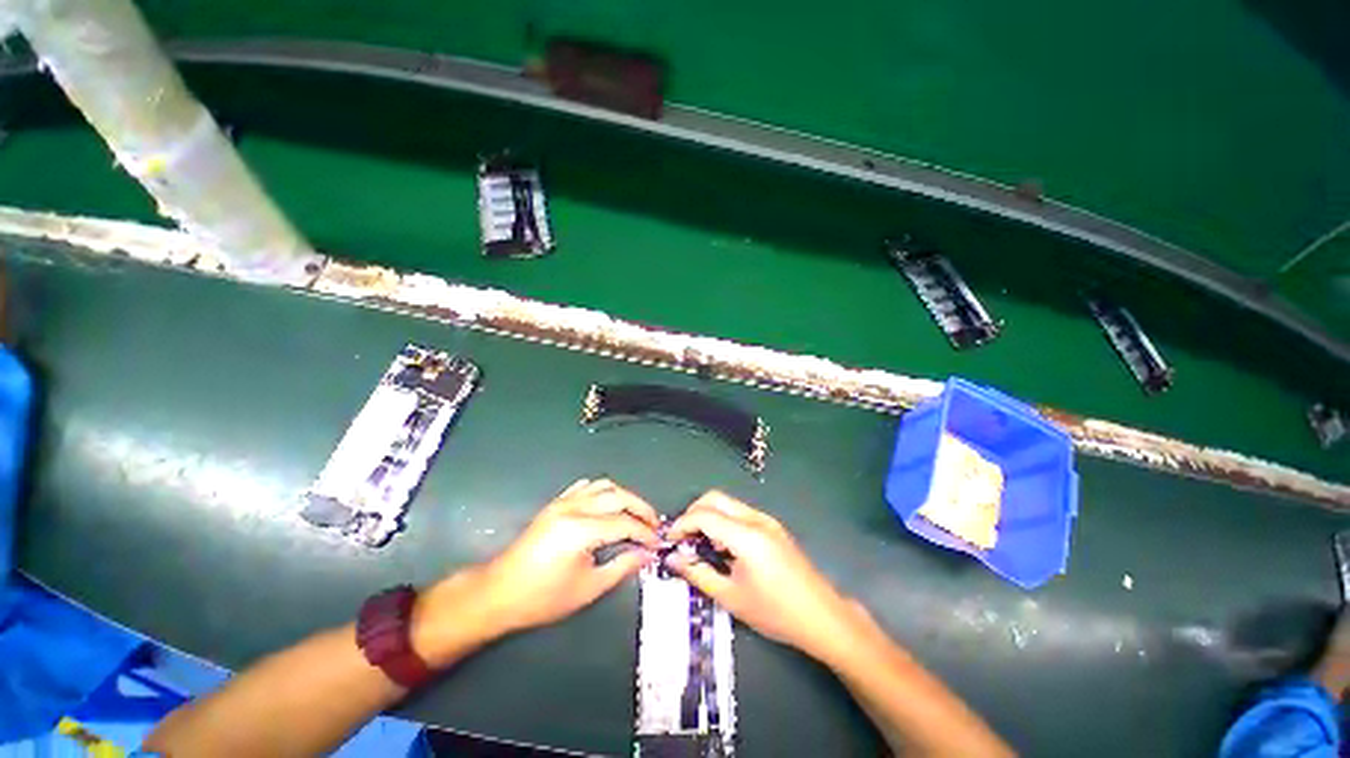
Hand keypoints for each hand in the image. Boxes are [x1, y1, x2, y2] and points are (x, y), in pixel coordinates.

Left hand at [473, 478, 660, 634]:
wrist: (499, 592)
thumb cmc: (542, 598)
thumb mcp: (588, 588)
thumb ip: (622, 566)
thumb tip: (646, 554)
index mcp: (581, 530)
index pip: (625, 523)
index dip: (645, 533)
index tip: (657, 544)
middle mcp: (574, 508)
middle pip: (619, 497)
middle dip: (641, 509)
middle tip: (654, 525)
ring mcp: (563, 502)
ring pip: (604, 486)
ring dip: (625, 497)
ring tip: (636, 515)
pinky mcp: (556, 503)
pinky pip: (586, 487)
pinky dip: (604, 492)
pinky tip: (609, 506)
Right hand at [667, 490, 859, 660]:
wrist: (822, 617)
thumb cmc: (775, 612)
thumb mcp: (731, 597)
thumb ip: (698, 573)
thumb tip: (673, 560)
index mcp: (746, 535)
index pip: (704, 515)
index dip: (681, 524)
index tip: (669, 541)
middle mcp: (756, 518)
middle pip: (715, 498)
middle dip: (693, 513)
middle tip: (682, 539)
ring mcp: (766, 520)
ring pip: (727, 504)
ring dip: (708, 516)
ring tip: (700, 545)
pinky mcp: (772, 526)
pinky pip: (740, 513)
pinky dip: (723, 522)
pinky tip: (723, 548)